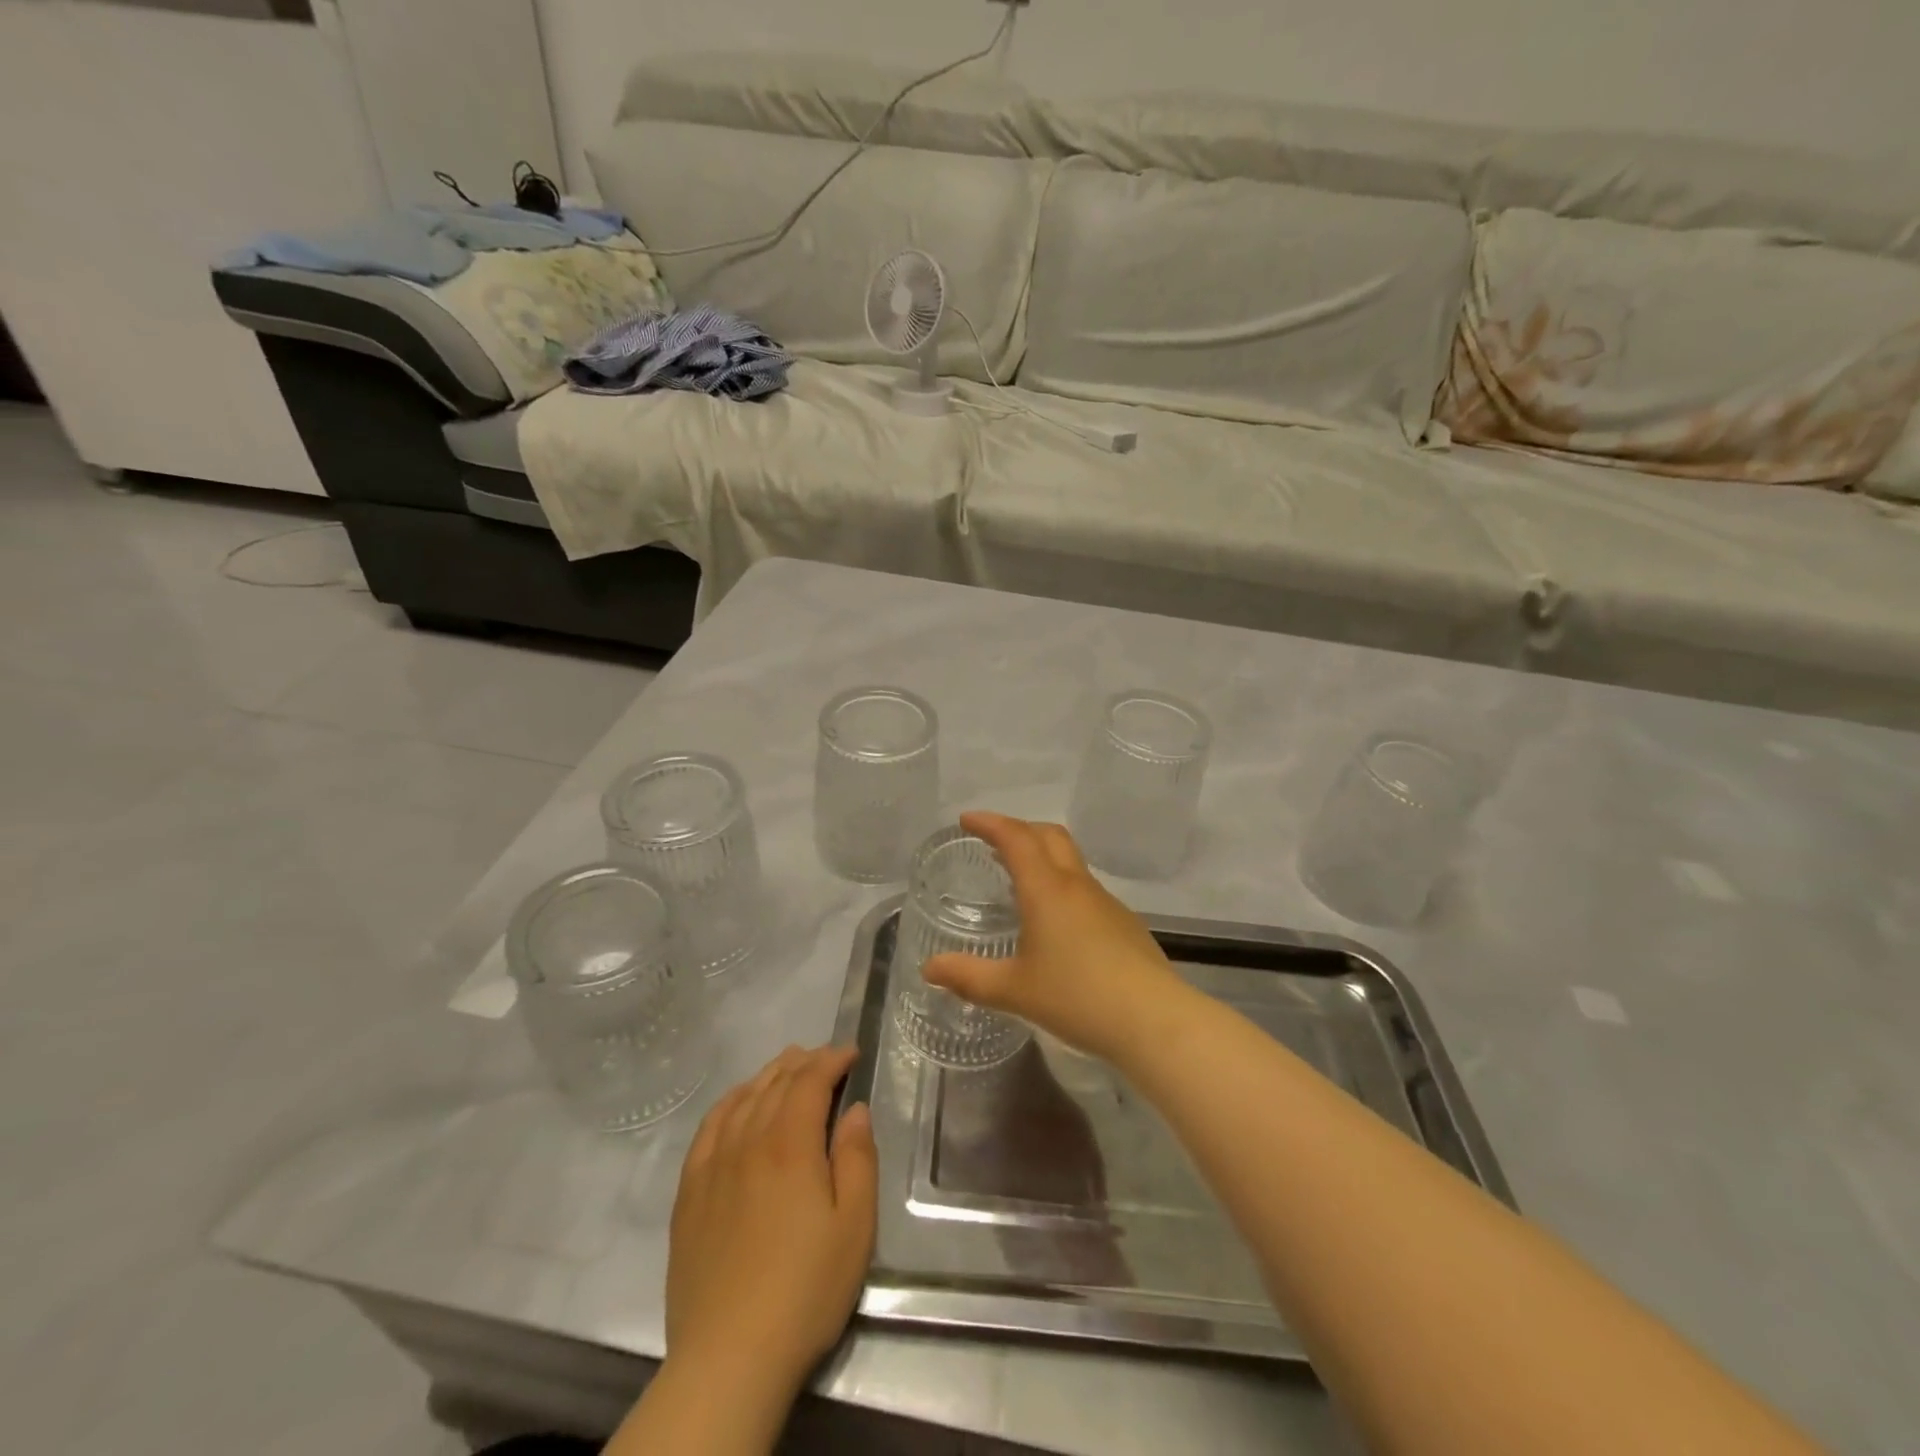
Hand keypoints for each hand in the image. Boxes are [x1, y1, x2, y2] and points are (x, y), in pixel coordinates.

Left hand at [666, 1045, 877, 1399]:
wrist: (728, 1357)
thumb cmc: (805, 1290)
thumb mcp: (855, 1226)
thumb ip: (858, 1158)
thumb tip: (854, 1109)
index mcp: (790, 1145)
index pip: (810, 1081)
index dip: (832, 1059)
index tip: (851, 1053)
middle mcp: (748, 1141)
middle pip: (775, 1083)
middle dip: (804, 1062)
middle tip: (825, 1057)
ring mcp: (712, 1165)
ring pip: (742, 1098)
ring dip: (768, 1075)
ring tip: (787, 1067)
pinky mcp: (689, 1192)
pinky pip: (709, 1127)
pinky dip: (729, 1102)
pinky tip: (738, 1102)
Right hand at [922, 812, 1184, 1062]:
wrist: (1153, 1019)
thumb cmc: (1077, 997)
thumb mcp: (1014, 990)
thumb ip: (969, 977)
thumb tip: (929, 968)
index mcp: (1046, 889)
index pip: (1015, 838)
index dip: (990, 823)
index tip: (967, 820)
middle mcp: (1077, 886)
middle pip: (1049, 836)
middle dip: (1019, 829)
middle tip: (993, 842)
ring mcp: (1105, 903)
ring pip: (1070, 862)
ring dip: (1042, 857)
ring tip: (1019, 879)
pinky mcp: (1124, 924)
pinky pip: (1085, 890)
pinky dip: (1062, 886)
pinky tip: (1056, 923)